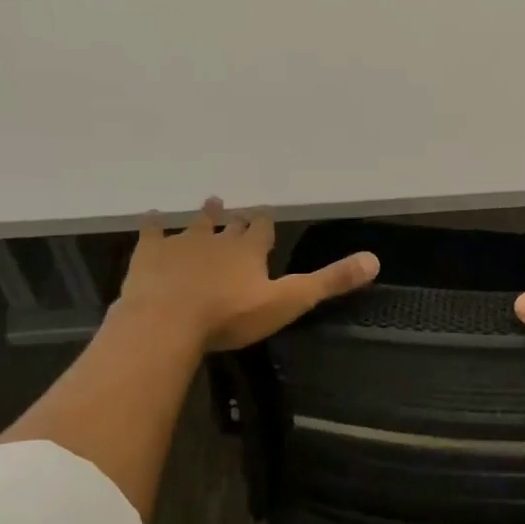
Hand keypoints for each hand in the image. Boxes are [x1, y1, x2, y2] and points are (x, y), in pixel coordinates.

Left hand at [114, 198, 378, 351]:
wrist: (168, 321)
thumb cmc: (231, 315)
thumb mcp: (288, 301)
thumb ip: (329, 281)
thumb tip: (375, 259)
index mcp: (250, 250)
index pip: (262, 230)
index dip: (265, 224)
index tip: (265, 216)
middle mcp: (218, 239)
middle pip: (230, 225)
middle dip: (235, 219)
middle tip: (235, 209)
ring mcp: (181, 243)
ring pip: (195, 224)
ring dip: (203, 215)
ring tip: (209, 201)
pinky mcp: (149, 254)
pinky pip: (152, 232)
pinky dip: (153, 224)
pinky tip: (151, 216)